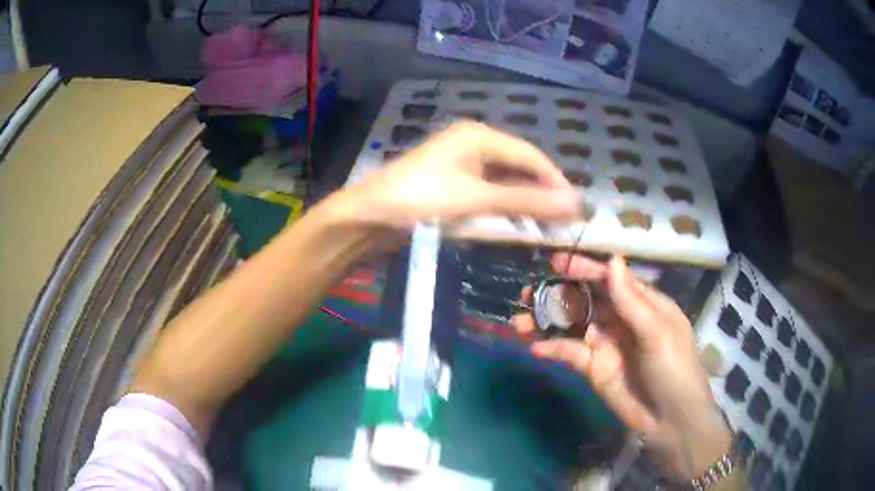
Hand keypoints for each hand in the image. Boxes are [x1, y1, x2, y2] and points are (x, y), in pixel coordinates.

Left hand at [343, 121, 577, 228]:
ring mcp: (461, 162)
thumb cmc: (422, 200)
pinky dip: (503, 207)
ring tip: (542, 226)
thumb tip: (576, 204)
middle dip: (541, 193)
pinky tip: (513, 223)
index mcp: (479, 136)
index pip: (531, 155)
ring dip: (523, 202)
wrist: (369, 217)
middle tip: (560, 223)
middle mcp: (473, 143)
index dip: (556, 181)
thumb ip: (527, 201)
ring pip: (505, 180)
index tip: (575, 210)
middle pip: (519, 166)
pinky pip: (488, 191)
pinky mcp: (453, 182)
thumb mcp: (477, 200)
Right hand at [513, 255, 731, 481]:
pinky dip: (553, 349)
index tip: (556, 262)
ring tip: (519, 320)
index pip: (611, 279)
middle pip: (587, 299)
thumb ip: (631, 300)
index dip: (585, 269)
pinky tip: (535, 348)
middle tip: (527, 292)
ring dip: (547, 321)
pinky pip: (570, 353)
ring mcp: (607, 344)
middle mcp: (622, 319)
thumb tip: (612, 260)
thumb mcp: (657, 332)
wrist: (669, 420)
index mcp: (643, 304)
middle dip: (558, 294)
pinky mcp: (594, 368)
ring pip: (573, 325)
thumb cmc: (673, 369)